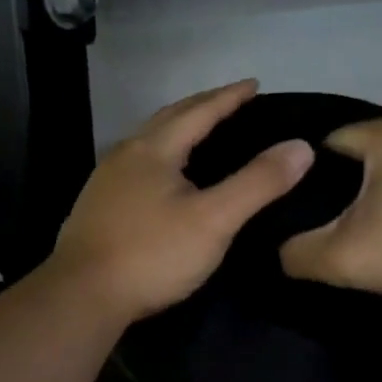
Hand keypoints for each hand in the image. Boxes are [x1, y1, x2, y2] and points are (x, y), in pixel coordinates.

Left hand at [52, 81, 314, 321]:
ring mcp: (106, 181)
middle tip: (231, 101)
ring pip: (149, 141)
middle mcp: (126, 154)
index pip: (199, 111)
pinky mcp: (97, 206)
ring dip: (178, 129)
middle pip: (169, 118)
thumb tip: (300, 147)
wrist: (81, 297)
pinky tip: (165, 177)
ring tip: (201, 132)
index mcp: (154, 149)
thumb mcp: (214, 220)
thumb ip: (257, 183)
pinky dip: (162, 155)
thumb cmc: (152, 255)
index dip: (229, 97)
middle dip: (202, 106)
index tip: (254, 84)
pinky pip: (137, 164)